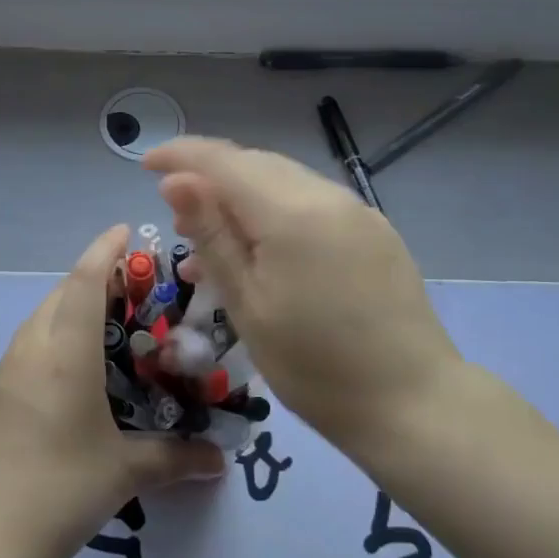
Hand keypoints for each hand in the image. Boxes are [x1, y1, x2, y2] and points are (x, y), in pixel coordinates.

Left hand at [0, 225, 226, 557]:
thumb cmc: (60, 492)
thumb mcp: (124, 473)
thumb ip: (175, 458)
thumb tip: (220, 460)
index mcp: (63, 356)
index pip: (83, 283)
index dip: (103, 250)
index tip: (123, 230)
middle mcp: (27, 353)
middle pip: (57, 297)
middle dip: (89, 281)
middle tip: (126, 290)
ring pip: (36, 325)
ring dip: (65, 314)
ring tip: (99, 333)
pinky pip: (21, 356)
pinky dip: (46, 348)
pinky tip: (64, 385)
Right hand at [147, 137, 478, 458]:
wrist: (413, 402)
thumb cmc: (314, 366)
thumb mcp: (247, 305)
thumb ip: (211, 236)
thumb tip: (176, 182)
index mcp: (291, 212)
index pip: (222, 160)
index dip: (180, 156)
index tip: (145, 165)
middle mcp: (327, 196)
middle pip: (254, 165)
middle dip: (209, 179)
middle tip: (176, 221)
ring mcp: (357, 211)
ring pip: (283, 183)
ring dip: (241, 199)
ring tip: (212, 245)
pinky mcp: (375, 232)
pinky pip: (312, 205)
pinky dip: (276, 215)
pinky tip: (263, 253)